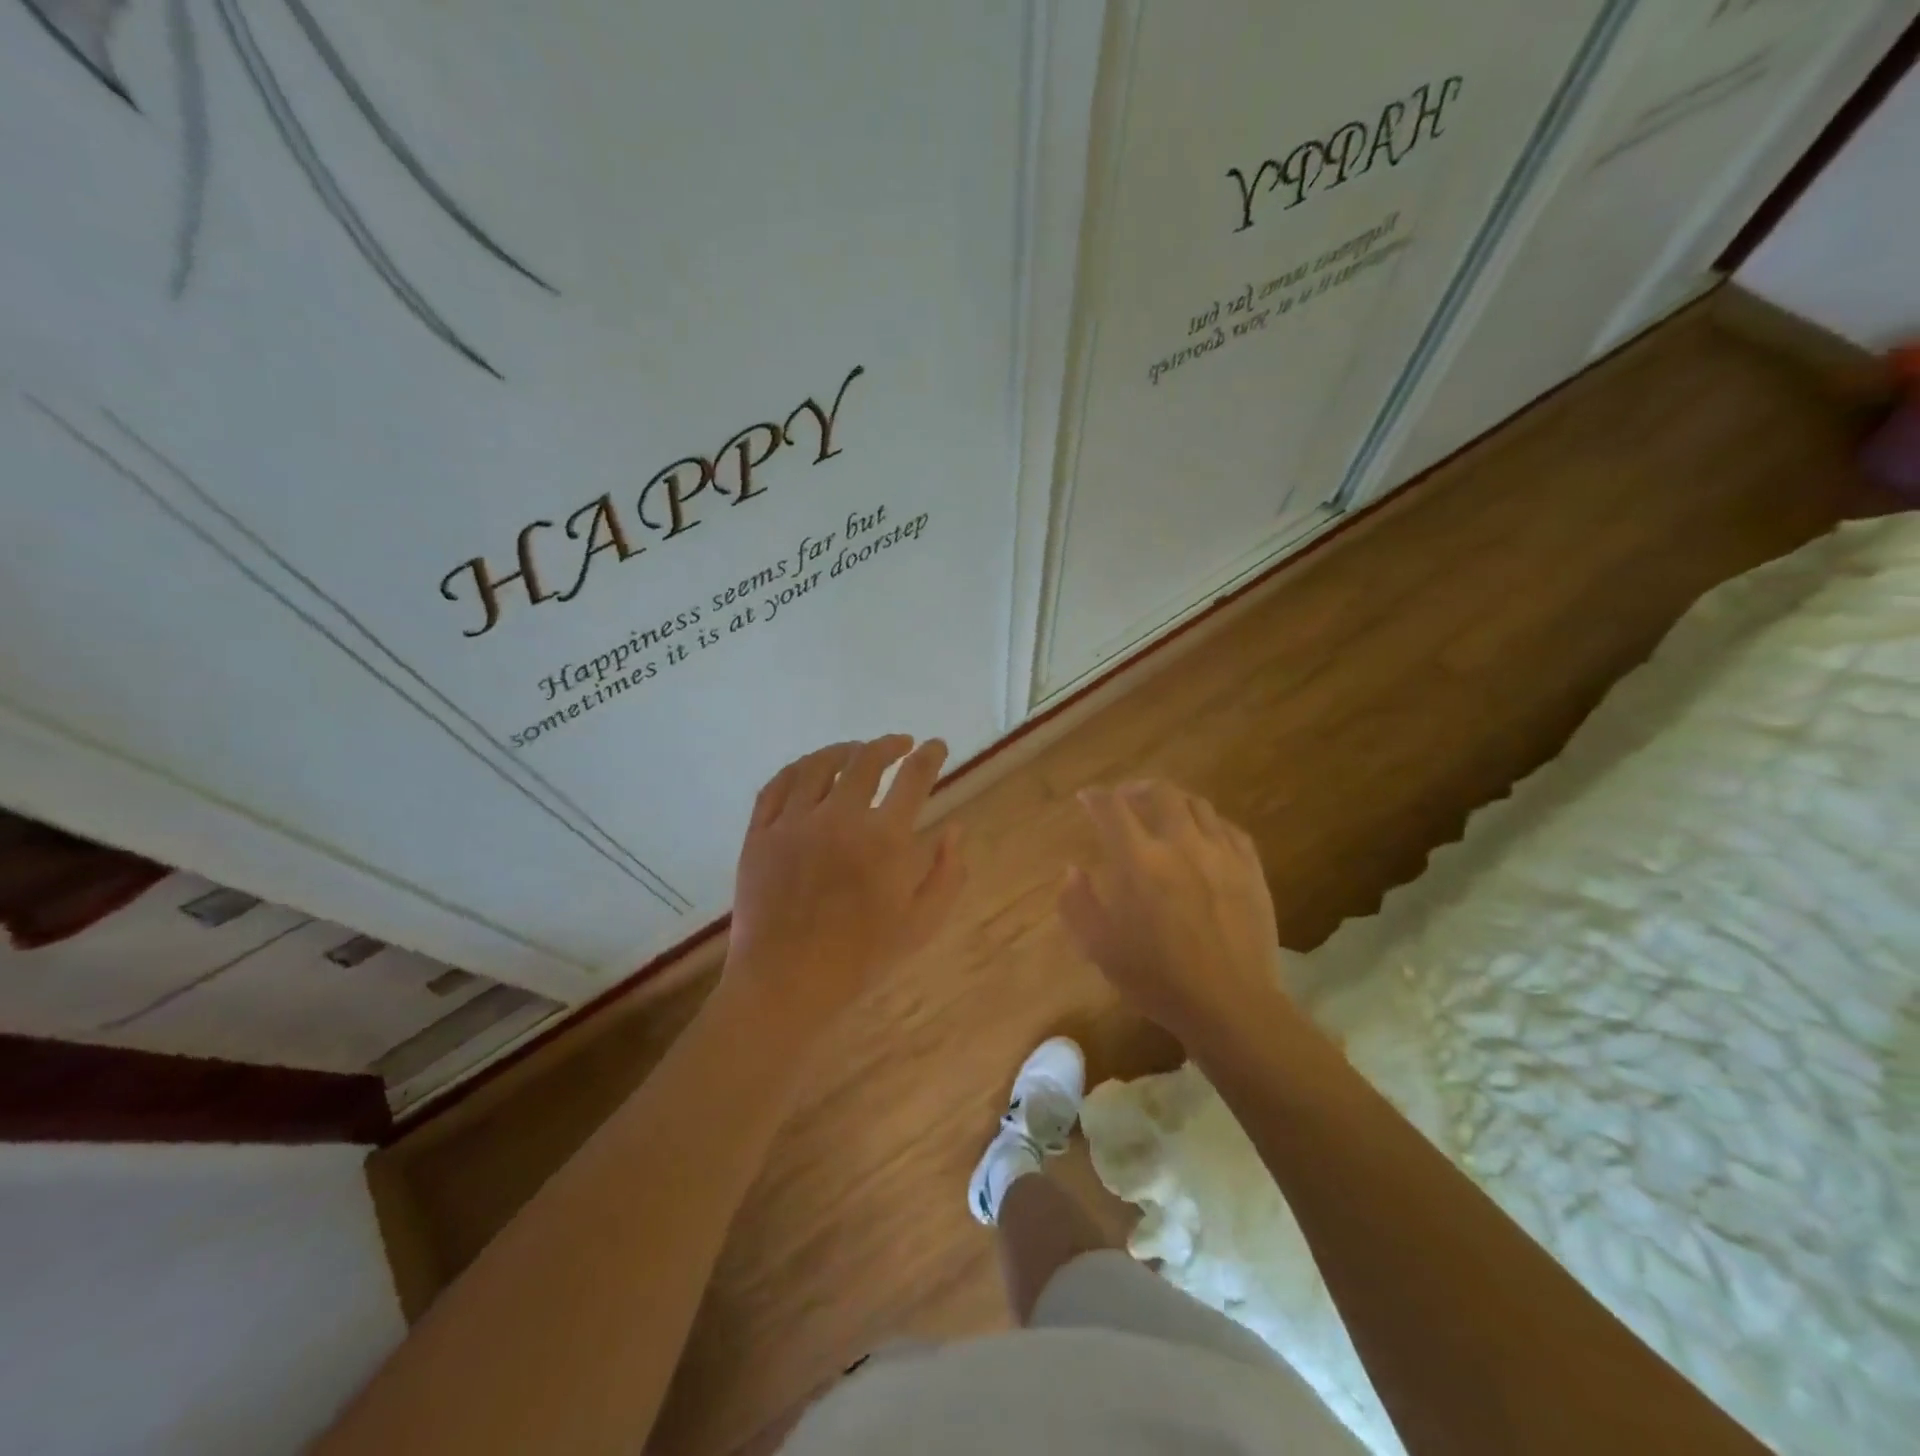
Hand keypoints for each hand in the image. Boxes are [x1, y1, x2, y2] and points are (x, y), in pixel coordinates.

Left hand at [725, 735, 964, 1034]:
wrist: (785, 983)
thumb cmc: (860, 958)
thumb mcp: (921, 923)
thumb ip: (947, 873)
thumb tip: (955, 828)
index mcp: (883, 839)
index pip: (914, 777)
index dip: (931, 755)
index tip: (936, 746)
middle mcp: (839, 818)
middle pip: (866, 759)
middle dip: (890, 745)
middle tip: (901, 745)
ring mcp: (793, 822)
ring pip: (819, 764)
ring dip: (844, 750)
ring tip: (857, 751)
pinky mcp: (759, 833)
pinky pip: (777, 784)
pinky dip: (799, 768)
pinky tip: (810, 769)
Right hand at [1059, 781, 1289, 1048]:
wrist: (1232, 1005)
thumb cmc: (1158, 979)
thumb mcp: (1100, 948)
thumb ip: (1078, 904)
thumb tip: (1073, 870)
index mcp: (1139, 860)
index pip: (1112, 808)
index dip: (1095, 797)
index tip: (1086, 798)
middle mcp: (1180, 843)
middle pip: (1160, 792)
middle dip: (1136, 789)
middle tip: (1125, 799)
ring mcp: (1221, 853)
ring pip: (1197, 804)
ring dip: (1173, 801)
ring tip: (1163, 813)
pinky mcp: (1251, 868)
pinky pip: (1229, 828)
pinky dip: (1208, 822)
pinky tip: (1203, 836)